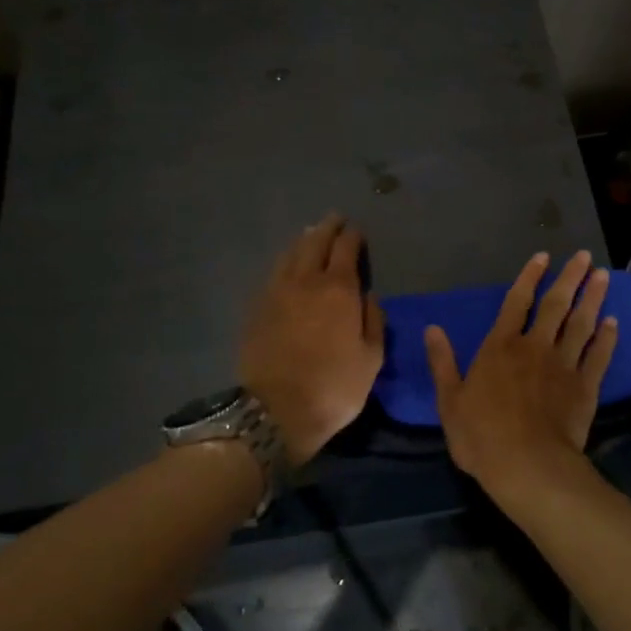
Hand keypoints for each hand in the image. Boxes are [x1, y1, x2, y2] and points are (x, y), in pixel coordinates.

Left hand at [238, 214, 384, 465]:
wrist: (275, 410)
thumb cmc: (334, 386)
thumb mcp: (370, 359)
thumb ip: (373, 321)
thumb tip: (370, 296)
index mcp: (339, 289)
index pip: (346, 249)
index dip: (353, 236)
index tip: (357, 231)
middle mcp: (307, 281)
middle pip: (316, 242)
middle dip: (327, 228)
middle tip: (334, 219)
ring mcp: (277, 292)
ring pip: (291, 254)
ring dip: (304, 240)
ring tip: (311, 234)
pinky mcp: (257, 308)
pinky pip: (274, 273)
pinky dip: (285, 261)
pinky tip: (288, 264)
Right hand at [425, 249, 618, 501]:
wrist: (528, 467)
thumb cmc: (482, 435)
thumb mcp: (450, 400)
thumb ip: (443, 362)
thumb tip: (432, 328)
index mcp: (500, 347)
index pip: (516, 302)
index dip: (529, 277)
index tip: (543, 256)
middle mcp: (534, 347)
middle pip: (555, 305)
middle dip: (570, 278)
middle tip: (586, 257)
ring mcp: (563, 366)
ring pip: (581, 325)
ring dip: (593, 299)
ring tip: (604, 278)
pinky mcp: (585, 388)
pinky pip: (598, 357)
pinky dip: (607, 339)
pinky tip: (614, 323)